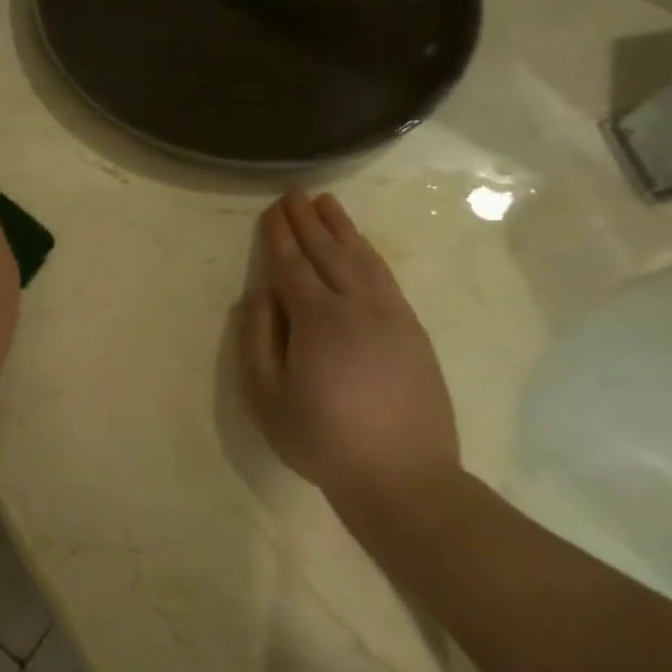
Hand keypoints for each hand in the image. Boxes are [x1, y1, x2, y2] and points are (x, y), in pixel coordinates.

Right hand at [240, 190, 460, 521]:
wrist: (404, 478)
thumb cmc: (322, 439)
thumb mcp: (266, 397)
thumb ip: (257, 340)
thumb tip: (258, 296)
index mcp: (317, 321)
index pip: (292, 266)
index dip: (279, 236)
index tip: (271, 210)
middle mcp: (357, 307)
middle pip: (329, 253)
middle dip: (308, 221)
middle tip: (295, 193)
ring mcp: (392, 318)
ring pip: (363, 259)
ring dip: (342, 228)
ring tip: (327, 203)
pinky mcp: (413, 332)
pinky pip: (387, 278)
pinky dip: (369, 254)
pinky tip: (361, 246)